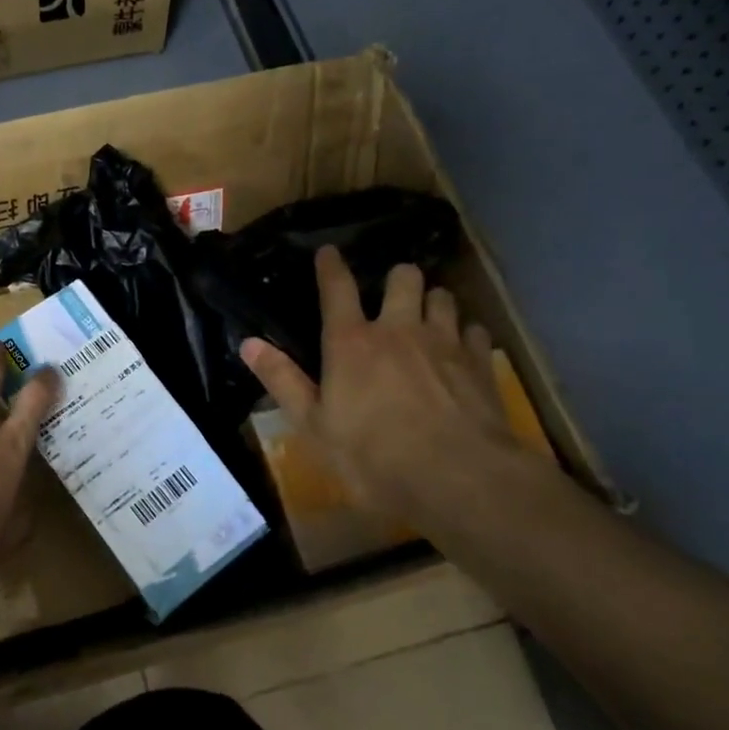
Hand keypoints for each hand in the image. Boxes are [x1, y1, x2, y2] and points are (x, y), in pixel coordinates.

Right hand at [241, 247, 545, 541]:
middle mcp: (399, 329)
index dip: (330, 266)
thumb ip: (282, 380)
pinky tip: (461, 352)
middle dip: (397, 279)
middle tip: (392, 298)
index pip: (337, 289)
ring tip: (427, 319)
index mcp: (351, 342)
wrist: (458, 478)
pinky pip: (475, 331)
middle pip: (403, 277)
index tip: (328, 251)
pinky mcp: (480, 363)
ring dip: (432, 302)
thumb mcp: (314, 425)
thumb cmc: (373, 456)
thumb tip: (248, 343)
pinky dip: (465, 335)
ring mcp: (444, 342)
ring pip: (443, 297)